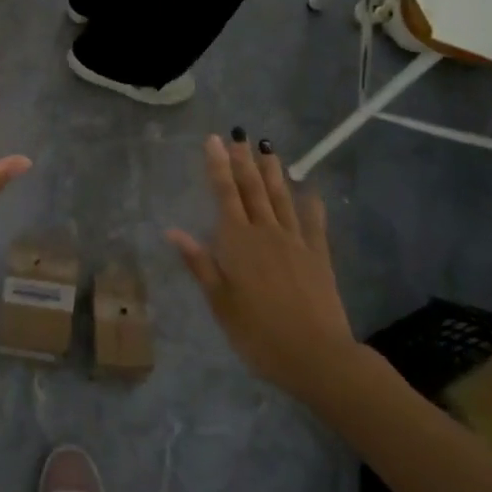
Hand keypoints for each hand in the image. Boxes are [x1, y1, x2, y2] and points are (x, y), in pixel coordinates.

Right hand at [168, 135, 355, 400]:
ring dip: (273, 173)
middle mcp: (266, 233)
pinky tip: (311, 191)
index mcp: (238, 242)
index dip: (218, 166)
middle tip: (239, 135)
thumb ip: (200, 263)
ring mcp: (296, 242)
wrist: (315, 356)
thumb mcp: (220, 302)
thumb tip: (172, 231)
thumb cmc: (257, 332)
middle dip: (243, 161)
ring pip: (281, 199)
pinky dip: (311, 205)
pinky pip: (314, 224)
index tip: (214, 140)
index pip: (224, 195)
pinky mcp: (319, 256)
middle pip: (253, 190)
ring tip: (267, 149)